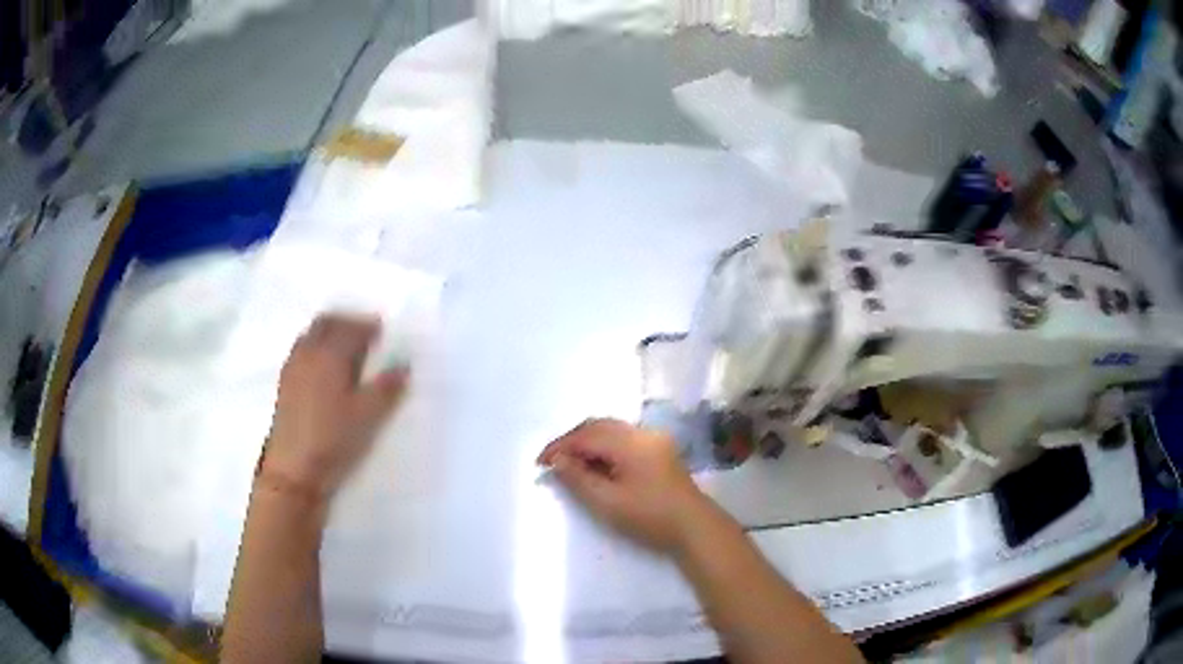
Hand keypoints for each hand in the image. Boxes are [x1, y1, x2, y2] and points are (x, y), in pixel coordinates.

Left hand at [261, 314, 408, 500]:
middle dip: (346, 322)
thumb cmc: (334, 439)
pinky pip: (302, 351)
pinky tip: (325, 370)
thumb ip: (387, 387)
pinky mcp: (285, 385)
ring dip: (329, 333)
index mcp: (330, 354)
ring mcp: (293, 368)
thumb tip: (404, 364)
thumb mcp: (368, 416)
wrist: (293, 469)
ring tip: (346, 351)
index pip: (350, 328)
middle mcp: (308, 352)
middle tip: (365, 334)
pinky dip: (316, 348)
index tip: (382, 331)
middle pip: (326, 323)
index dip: (367, 326)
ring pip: (311, 335)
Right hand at [537, 419, 709, 552]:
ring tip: (571, 465)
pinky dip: (605, 447)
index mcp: (630, 442)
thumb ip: (578, 478)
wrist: (694, 527)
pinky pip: (624, 439)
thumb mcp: (607, 502)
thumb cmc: (649, 516)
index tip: (540, 463)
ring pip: (612, 431)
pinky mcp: (660, 450)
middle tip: (553, 462)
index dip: (560, 446)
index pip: (586, 436)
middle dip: (573, 441)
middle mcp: (642, 433)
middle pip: (599, 426)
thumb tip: (558, 461)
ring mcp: (654, 439)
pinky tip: (597, 466)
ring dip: (589, 443)